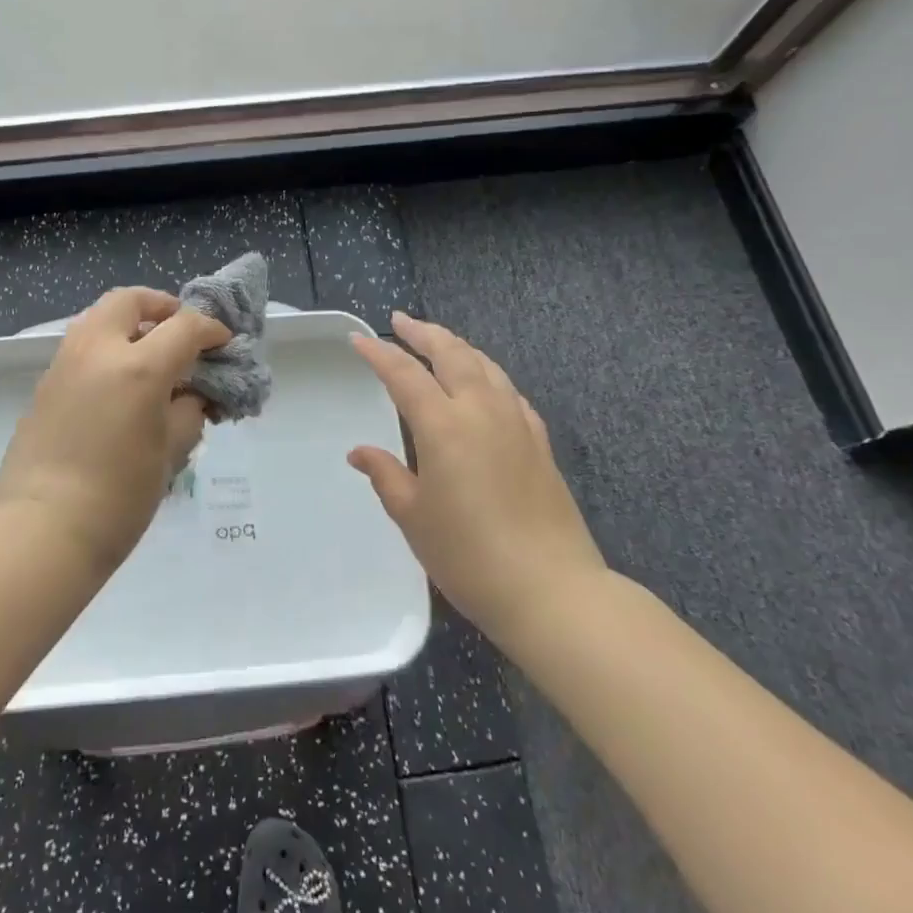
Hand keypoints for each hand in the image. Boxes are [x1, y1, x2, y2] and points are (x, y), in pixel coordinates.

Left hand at [0, 288, 229, 577]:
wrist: (41, 531)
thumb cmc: (118, 499)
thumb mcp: (170, 454)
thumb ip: (187, 412)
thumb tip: (189, 395)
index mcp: (138, 367)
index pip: (184, 327)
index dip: (210, 330)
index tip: (222, 343)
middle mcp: (98, 350)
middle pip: (131, 300)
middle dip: (161, 307)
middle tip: (179, 332)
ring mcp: (64, 363)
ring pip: (100, 317)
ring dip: (130, 323)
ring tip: (150, 354)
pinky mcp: (44, 383)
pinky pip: (82, 345)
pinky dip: (107, 346)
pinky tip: (119, 382)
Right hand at [348, 312, 606, 642]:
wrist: (553, 591)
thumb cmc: (470, 557)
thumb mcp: (413, 517)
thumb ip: (386, 475)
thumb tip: (359, 452)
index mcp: (444, 425)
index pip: (404, 374)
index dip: (379, 352)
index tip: (358, 338)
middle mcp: (481, 411)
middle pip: (451, 353)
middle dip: (423, 332)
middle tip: (401, 320)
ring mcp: (516, 423)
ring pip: (485, 365)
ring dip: (457, 346)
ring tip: (439, 342)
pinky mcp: (540, 442)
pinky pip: (509, 390)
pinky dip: (488, 374)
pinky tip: (485, 383)